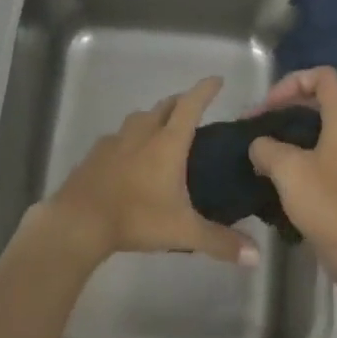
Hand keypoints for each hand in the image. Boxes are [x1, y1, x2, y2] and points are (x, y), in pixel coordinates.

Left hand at [39, 77, 258, 270]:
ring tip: (162, 131)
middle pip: (164, 107)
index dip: (205, 90)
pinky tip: (129, 156)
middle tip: (193, 108)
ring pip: (138, 119)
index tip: (217, 80)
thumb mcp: (183, 232)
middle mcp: (141, 134)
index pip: (190, 106)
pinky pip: (117, 138)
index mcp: (167, 143)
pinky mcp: (94, 155)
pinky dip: (129, 139)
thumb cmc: (136, 218)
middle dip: (181, 102)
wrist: (79, 221)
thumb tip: (257, 257)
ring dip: (153, 118)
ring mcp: (114, 142)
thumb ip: (220, 242)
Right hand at [247, 67, 336, 299]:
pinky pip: (316, 154)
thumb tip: (259, 146)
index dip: (292, 81)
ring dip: (285, 134)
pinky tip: (271, 174)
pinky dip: (293, 156)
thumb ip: (266, 147)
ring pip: (314, 130)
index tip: (268, 106)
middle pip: (317, 101)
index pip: (323, 76)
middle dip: (282, 107)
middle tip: (253, 126)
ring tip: (257, 150)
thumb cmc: (327, 204)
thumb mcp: (287, 169)